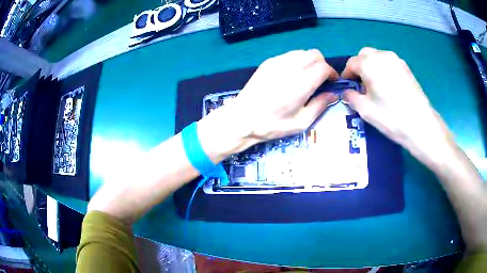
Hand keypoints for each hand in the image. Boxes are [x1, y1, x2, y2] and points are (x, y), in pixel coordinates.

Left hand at [233, 49, 338, 139]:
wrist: (242, 118)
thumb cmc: (272, 125)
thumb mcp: (301, 122)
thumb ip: (320, 105)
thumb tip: (334, 93)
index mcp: (301, 83)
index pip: (323, 67)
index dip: (332, 73)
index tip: (332, 83)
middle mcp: (290, 67)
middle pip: (315, 54)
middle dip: (322, 65)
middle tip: (320, 80)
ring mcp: (277, 62)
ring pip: (302, 52)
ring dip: (309, 62)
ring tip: (306, 77)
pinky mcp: (268, 62)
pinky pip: (289, 55)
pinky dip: (297, 61)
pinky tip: (291, 76)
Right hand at [342, 48, 454, 163]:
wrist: (421, 124)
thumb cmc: (391, 117)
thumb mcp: (365, 110)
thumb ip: (351, 97)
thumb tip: (346, 92)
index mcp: (370, 63)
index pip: (351, 63)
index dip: (346, 75)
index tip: (347, 87)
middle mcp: (382, 56)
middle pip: (364, 55)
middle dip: (359, 68)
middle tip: (361, 86)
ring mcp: (396, 60)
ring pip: (377, 57)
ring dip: (371, 67)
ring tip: (375, 87)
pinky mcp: (406, 67)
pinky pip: (389, 63)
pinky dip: (383, 69)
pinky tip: (388, 86)